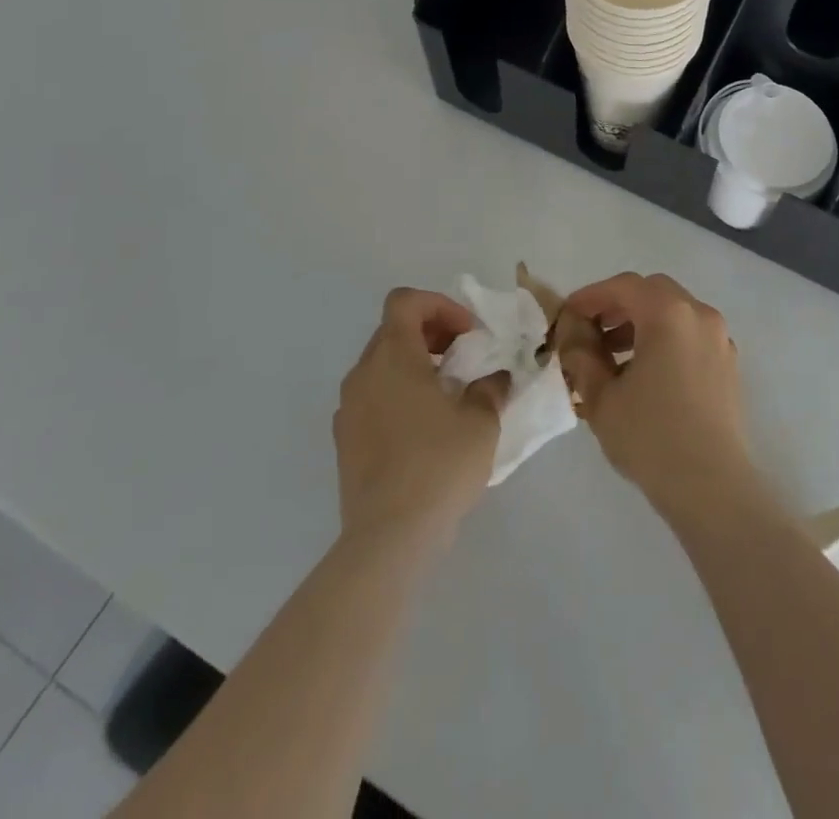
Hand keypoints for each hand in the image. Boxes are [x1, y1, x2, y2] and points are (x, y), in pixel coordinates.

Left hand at [334, 288, 506, 552]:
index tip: (468, 335)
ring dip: (414, 365)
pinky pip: (372, 397)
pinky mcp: (344, 440)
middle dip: (431, 334)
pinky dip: (397, 395)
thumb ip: (490, 388)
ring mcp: (348, 407)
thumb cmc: (439, 465)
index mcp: (393, 356)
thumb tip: (494, 378)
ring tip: (447, 395)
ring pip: (381, 365)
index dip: (440, 306)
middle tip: (464, 360)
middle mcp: (363, 373)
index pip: (405, 301)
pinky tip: (424, 429)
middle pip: (393, 330)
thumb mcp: (481, 421)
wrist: (389, 536)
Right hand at [556, 273, 759, 522]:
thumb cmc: (651, 437)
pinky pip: (690, 334)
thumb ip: (582, 357)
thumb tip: (573, 337)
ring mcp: (719, 339)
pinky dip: (664, 339)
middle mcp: (699, 315)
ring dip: (641, 322)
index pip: (623, 287)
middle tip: (590, 331)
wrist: (713, 487)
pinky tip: (644, 373)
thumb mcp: (602, 397)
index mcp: (668, 314)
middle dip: (617, 305)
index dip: (591, 297)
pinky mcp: (728, 364)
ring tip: (612, 356)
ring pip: (674, 312)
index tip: (567, 316)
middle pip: (652, 292)